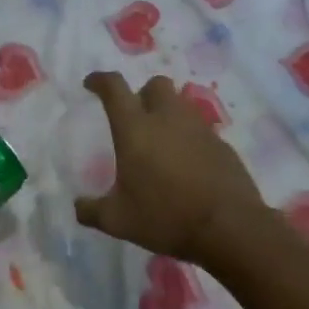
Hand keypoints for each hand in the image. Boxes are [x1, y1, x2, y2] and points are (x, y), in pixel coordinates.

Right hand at [75, 71, 268, 267]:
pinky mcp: (222, 145)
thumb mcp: (118, 221)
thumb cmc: (165, 217)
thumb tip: (79, 206)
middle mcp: (168, 119)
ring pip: (181, 104)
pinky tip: (186, 165)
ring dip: (167, 114)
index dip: (100, 80)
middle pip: (155, 84)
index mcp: (135, 129)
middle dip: (142, 94)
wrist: (228, 227)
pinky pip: (200, 130)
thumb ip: (92, 210)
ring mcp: (199, 129)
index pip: (114, 88)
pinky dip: (189, 138)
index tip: (92, 84)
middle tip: (135, 118)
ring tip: (161, 143)